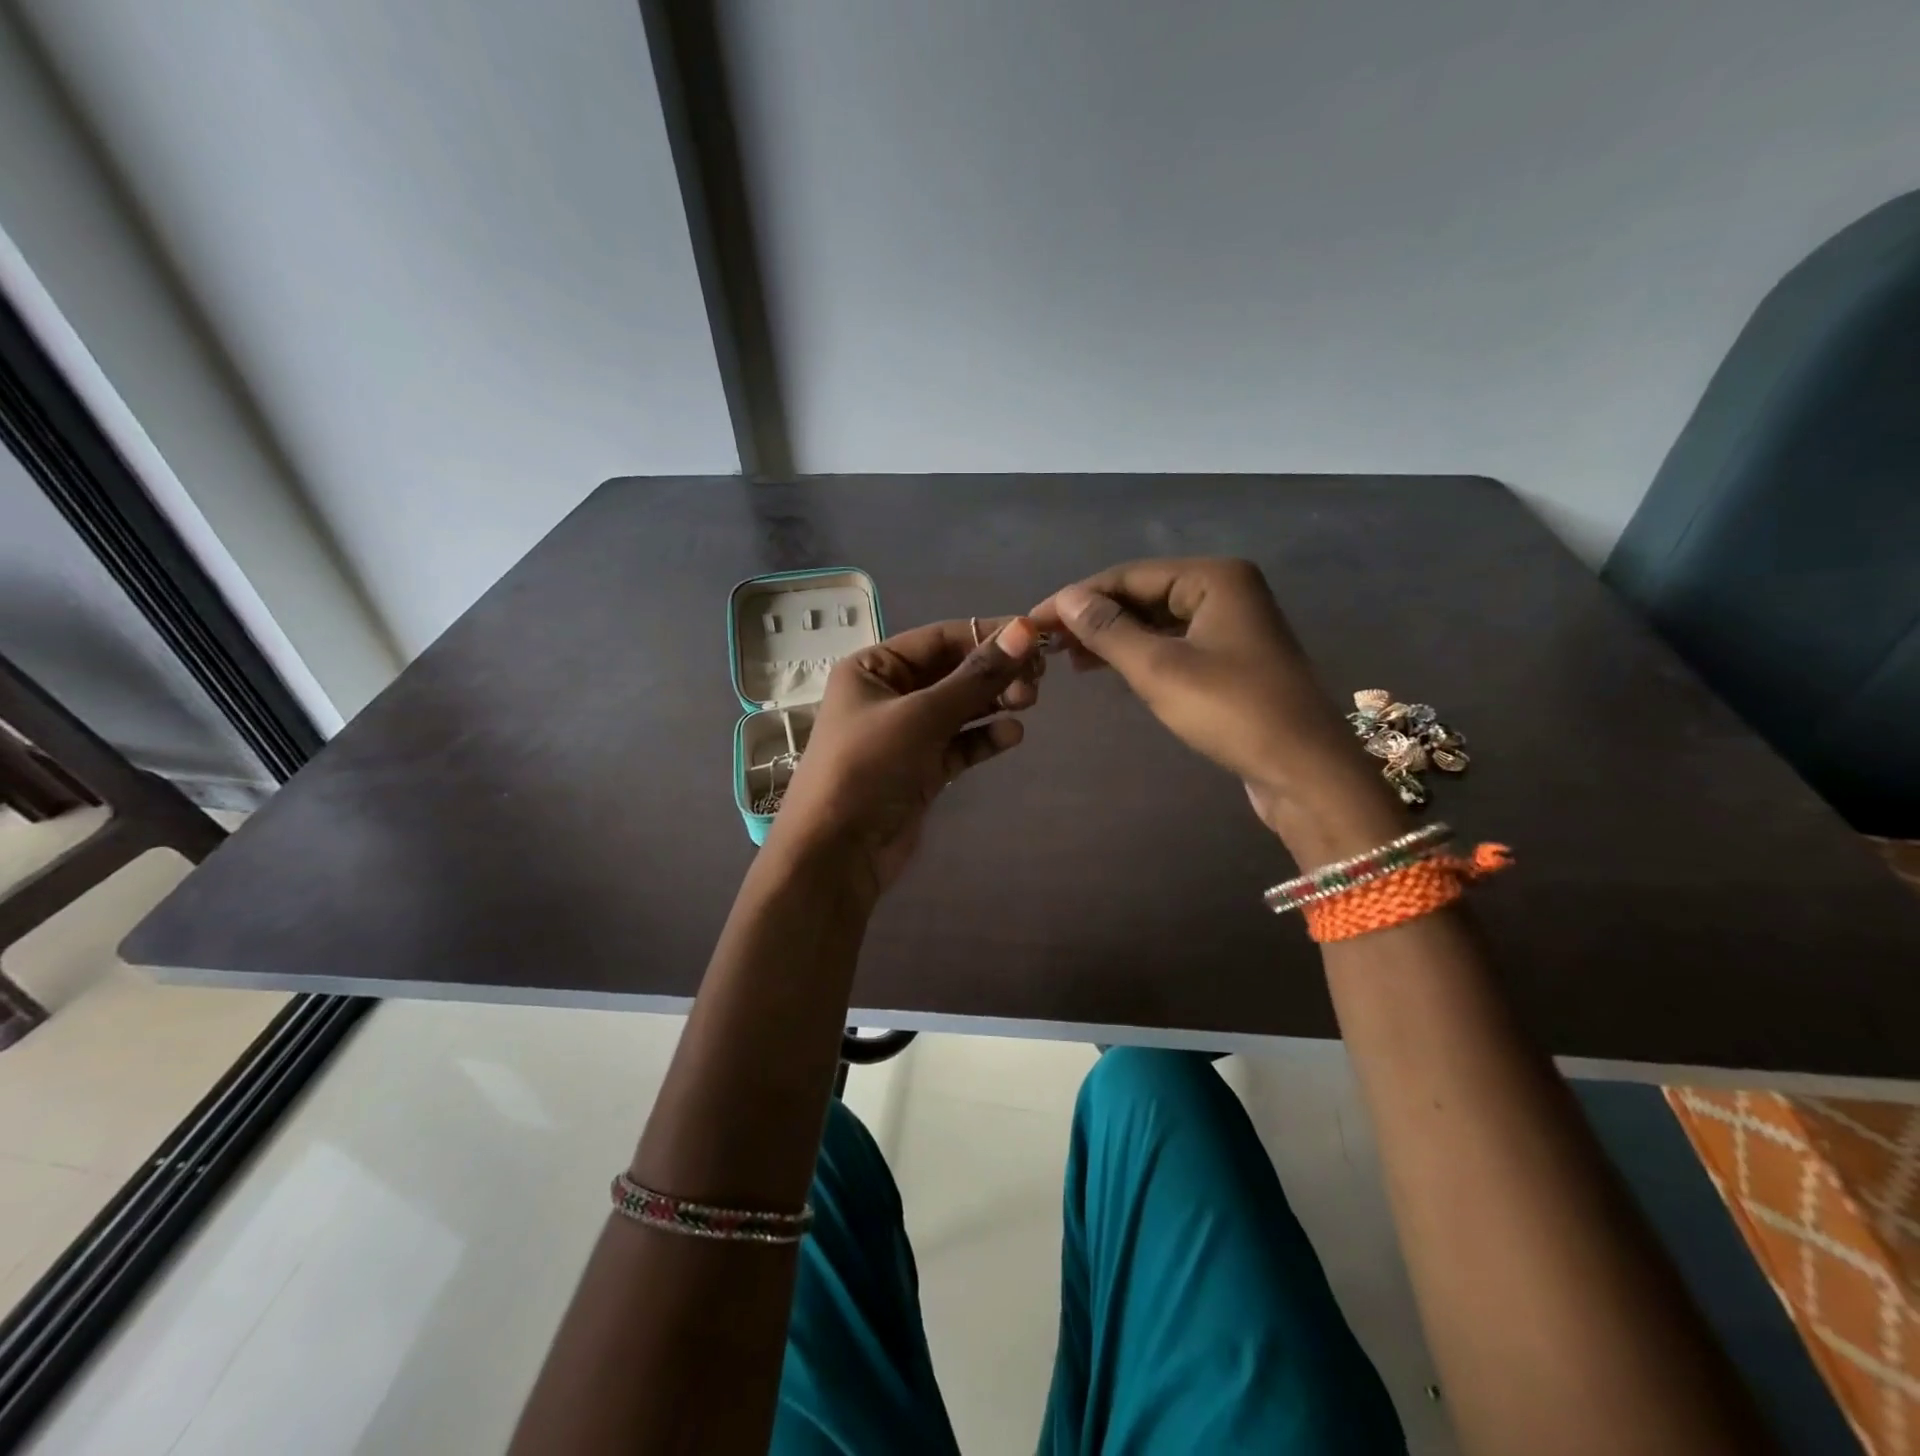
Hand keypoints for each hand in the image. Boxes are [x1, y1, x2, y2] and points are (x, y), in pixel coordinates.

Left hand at [767, 616, 1043, 896]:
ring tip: (1029, 703)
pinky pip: (959, 744)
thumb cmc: (869, 768)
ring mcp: (906, 734)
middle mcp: (889, 695)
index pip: (939, 638)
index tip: (1035, 638)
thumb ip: (976, 676)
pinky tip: (1012, 736)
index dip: (987, 634)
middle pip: (952, 672)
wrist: (837, 853)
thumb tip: (1025, 632)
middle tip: (1037, 680)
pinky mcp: (921, 769)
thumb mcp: (922, 716)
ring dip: (994, 702)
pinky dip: (984, 738)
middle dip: (994, 672)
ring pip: (959, 708)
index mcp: (873, 668)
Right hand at [1031, 558, 1401, 858]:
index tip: (1033, 622)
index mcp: (1213, 578)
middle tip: (1049, 645)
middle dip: (1095, 618)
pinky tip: (1111, 669)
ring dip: (1114, 637)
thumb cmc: (1231, 710)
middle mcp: (1225, 591)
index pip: (1128, 576)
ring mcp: (1232, 625)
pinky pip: (1174, 644)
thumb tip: (1066, 600)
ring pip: (1157, 621)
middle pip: (1143, 594)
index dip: (1076, 598)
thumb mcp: (1159, 669)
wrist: (1303, 769)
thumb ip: (1109, 630)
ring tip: (1071, 660)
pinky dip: (1140, 654)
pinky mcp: (1232, 659)